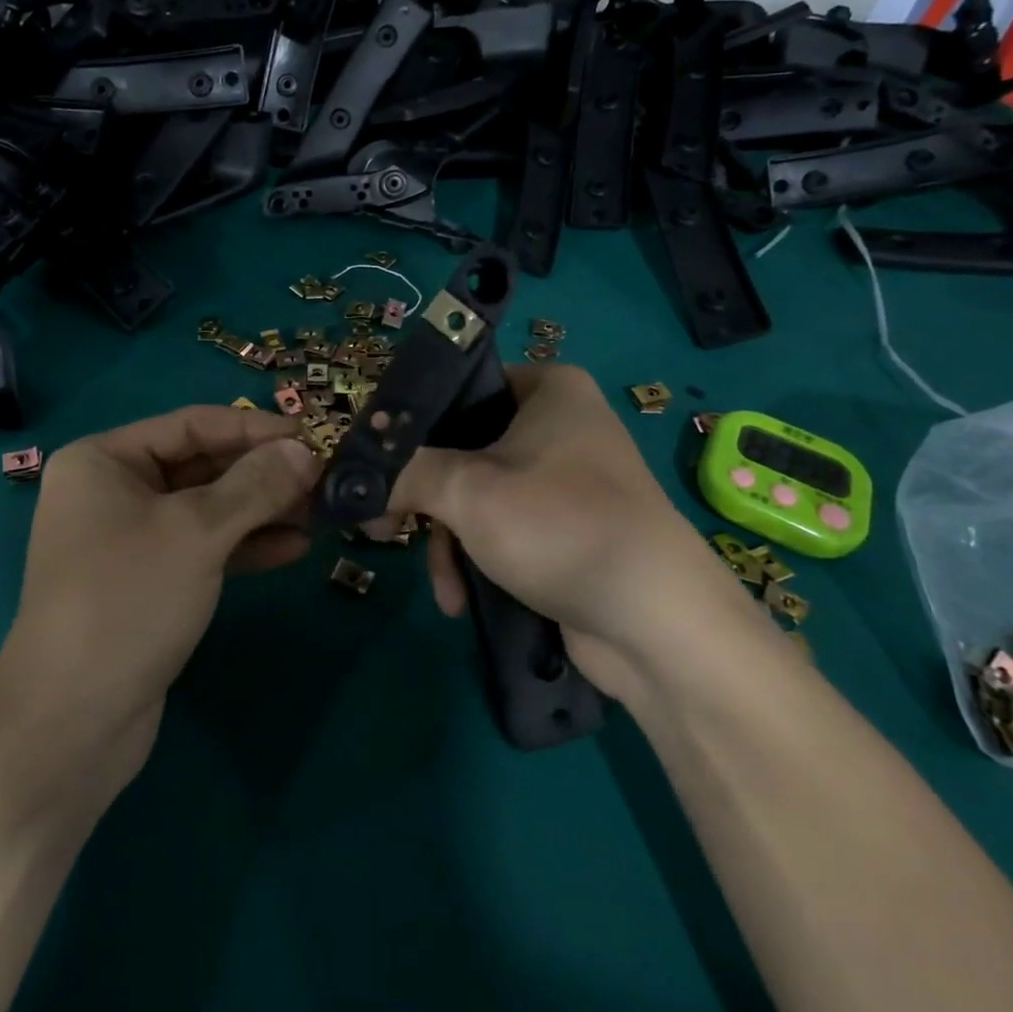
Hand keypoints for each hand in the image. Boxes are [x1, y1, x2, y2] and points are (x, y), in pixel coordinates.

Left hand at [0, 405, 321, 808]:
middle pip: (202, 465)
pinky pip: (204, 548)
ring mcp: (130, 540)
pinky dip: (246, 546)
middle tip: (324, 478)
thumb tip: (305, 452)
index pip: (192, 424)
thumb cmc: (128, 600)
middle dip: (263, 473)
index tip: (313, 437)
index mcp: (104, 460)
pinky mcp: (150, 583)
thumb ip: (255, 485)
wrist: (72, 724)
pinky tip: (294, 548)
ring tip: (320, 513)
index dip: (255, 428)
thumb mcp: (196, 532)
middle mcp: (114, 491)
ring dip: (262, 510)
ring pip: (208, 509)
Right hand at [389, 364, 744, 697]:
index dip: (409, 425)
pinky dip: (478, 558)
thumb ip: (404, 471)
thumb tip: (354, 477)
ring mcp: (565, 479)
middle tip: (381, 526)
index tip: (372, 464)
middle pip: (462, 447)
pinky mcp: (567, 529)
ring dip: (448, 540)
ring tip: (438, 583)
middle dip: (424, 498)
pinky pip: (503, 528)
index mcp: (546, 389)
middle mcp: (559, 424)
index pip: (457, 388)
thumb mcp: (467, 490)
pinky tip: (461, 599)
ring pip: (477, 494)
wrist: (658, 622)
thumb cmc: (558, 526)